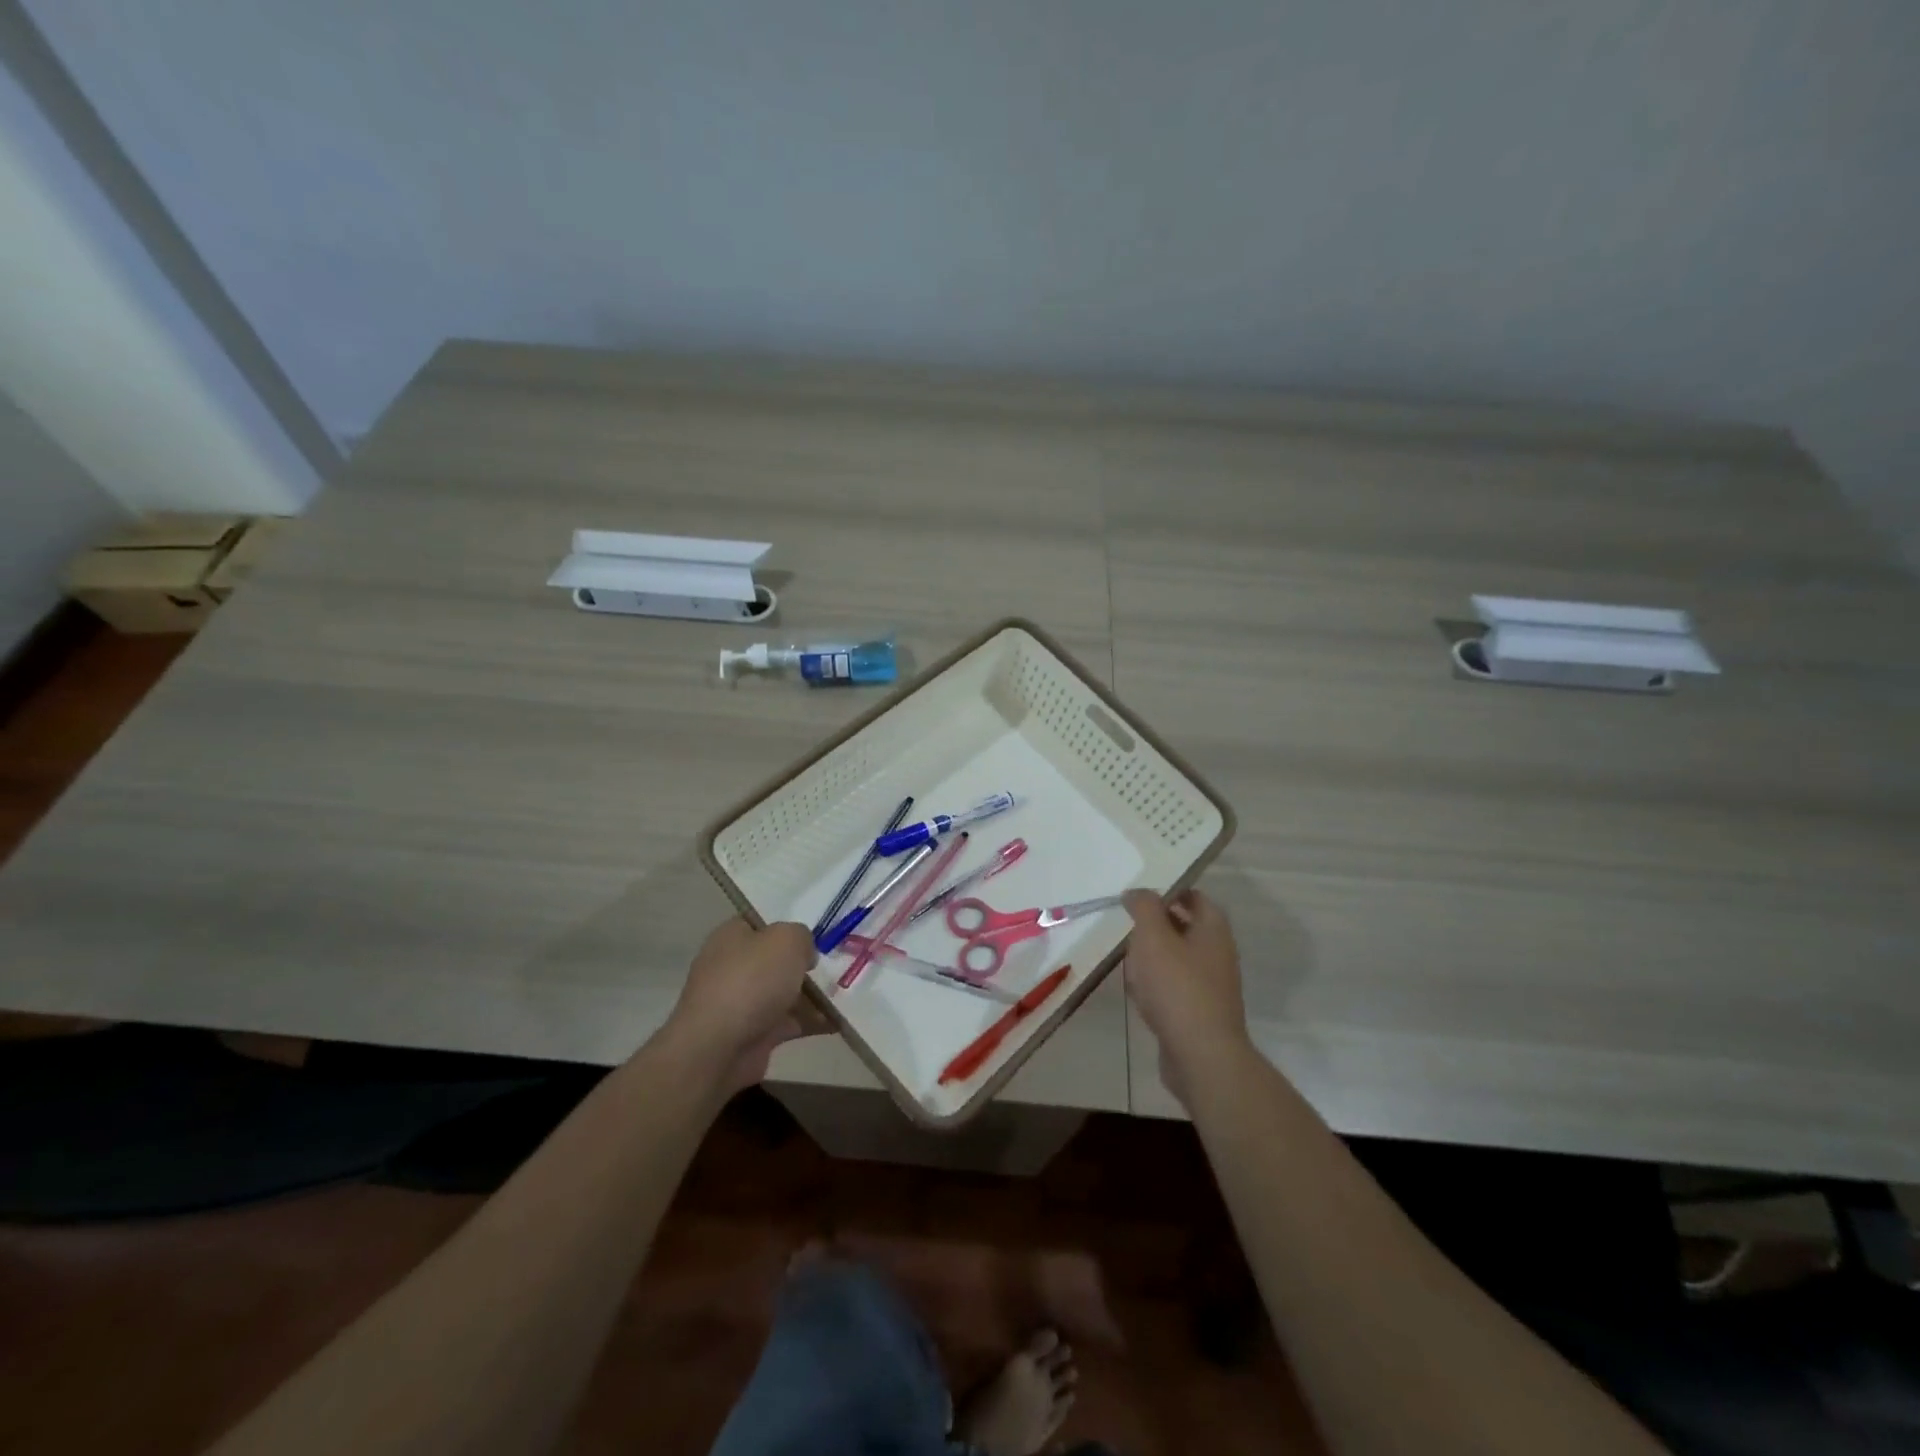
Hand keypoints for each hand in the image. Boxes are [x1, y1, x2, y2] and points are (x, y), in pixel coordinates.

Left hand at [663, 917, 824, 1092]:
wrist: (718, 1049)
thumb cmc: (751, 981)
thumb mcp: (786, 940)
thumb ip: (802, 936)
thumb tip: (804, 953)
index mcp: (733, 936)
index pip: (763, 922)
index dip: (790, 922)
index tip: (821, 928)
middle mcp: (734, 966)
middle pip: (777, 958)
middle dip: (807, 961)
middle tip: (841, 959)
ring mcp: (743, 1002)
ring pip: (786, 991)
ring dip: (815, 993)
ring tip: (851, 988)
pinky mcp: (755, 1033)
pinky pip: (791, 1021)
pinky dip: (813, 1021)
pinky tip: (841, 1019)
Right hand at [1122, 889, 1252, 1105]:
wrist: (1201, 1055)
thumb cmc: (1177, 986)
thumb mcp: (1153, 936)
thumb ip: (1144, 907)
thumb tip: (1137, 892)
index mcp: (1213, 929)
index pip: (1195, 897)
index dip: (1169, 891)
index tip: (1140, 895)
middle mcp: (1218, 953)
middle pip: (1186, 927)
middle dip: (1157, 924)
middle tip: (1128, 923)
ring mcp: (1212, 985)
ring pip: (1178, 958)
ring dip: (1154, 955)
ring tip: (1127, 956)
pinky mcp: (1200, 1012)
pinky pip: (1175, 987)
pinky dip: (1156, 984)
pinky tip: (1137, 991)